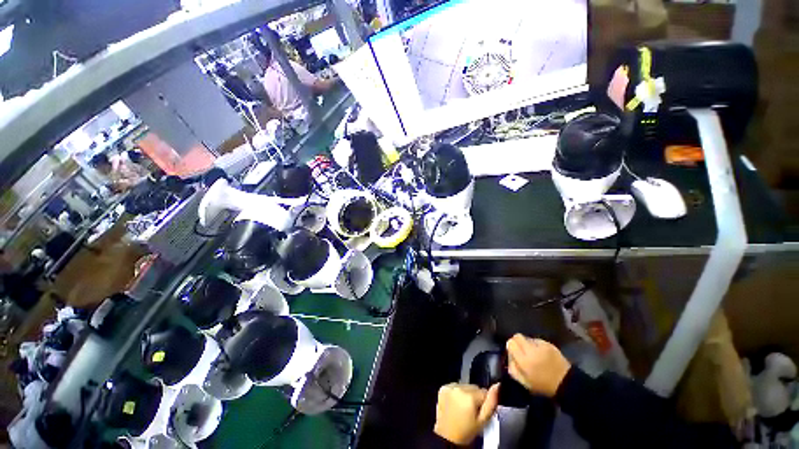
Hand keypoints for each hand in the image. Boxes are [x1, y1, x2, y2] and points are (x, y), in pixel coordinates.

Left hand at [434, 383, 498, 445]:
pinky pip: (454, 386)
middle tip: (471, 411)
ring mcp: (450, 387)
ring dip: (465, 394)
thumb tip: (497, 386)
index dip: (484, 402)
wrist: (447, 436)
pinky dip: (456, 393)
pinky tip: (455, 404)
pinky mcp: (443, 388)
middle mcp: (459, 388)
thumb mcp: (483, 421)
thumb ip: (491, 402)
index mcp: (470, 396)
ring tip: (463, 408)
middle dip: (475, 397)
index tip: (480, 411)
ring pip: (464, 386)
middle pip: (474, 387)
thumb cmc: (466, 431)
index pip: (484, 391)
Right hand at [506, 335, 570, 397]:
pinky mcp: (549, 344)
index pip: (511, 343)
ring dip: (527, 344)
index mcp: (524, 361)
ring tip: (533, 354)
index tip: (514, 354)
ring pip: (527, 338)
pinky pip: (537, 340)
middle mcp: (532, 350)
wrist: (566, 384)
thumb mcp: (524, 382)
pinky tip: (541, 354)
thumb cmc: (543, 386)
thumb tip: (509, 357)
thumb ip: (513, 369)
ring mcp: (542, 345)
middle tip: (521, 352)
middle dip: (517, 342)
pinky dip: (536, 345)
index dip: (511, 347)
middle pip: (517, 336)